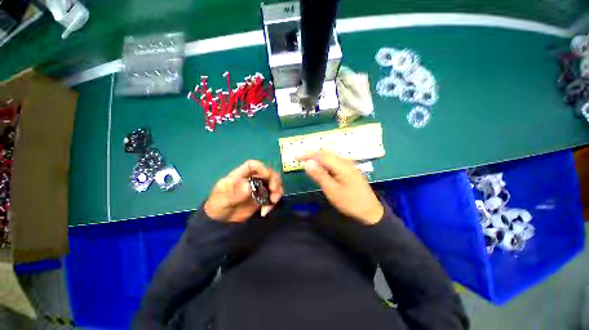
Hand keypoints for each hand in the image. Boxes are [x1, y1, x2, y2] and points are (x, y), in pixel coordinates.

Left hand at [204, 160, 282, 222]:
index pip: (253, 165)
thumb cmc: (218, 206)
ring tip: (273, 202)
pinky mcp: (262, 198)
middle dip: (274, 180)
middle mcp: (252, 180)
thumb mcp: (221, 200)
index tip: (266, 177)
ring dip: (277, 191)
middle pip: (268, 173)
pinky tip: (265, 211)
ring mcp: (258, 189)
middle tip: (274, 190)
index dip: (261, 168)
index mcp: (240, 175)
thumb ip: (234, 193)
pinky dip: (273, 203)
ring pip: (273, 184)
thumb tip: (249, 186)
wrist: (221, 221)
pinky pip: (272, 196)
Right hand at [300, 150, 383, 224]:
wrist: (370, 211)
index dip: (308, 154)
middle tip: (301, 160)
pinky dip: (325, 162)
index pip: (321, 155)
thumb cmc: (350, 202)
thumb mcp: (332, 190)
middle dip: (312, 154)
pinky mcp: (349, 169)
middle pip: (326, 153)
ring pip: (330, 156)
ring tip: (308, 163)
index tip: (296, 157)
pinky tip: (321, 168)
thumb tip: (307, 163)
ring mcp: (349, 165)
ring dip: (318, 158)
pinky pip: (334, 161)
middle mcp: (346, 161)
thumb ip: (319, 175)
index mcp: (342, 165)